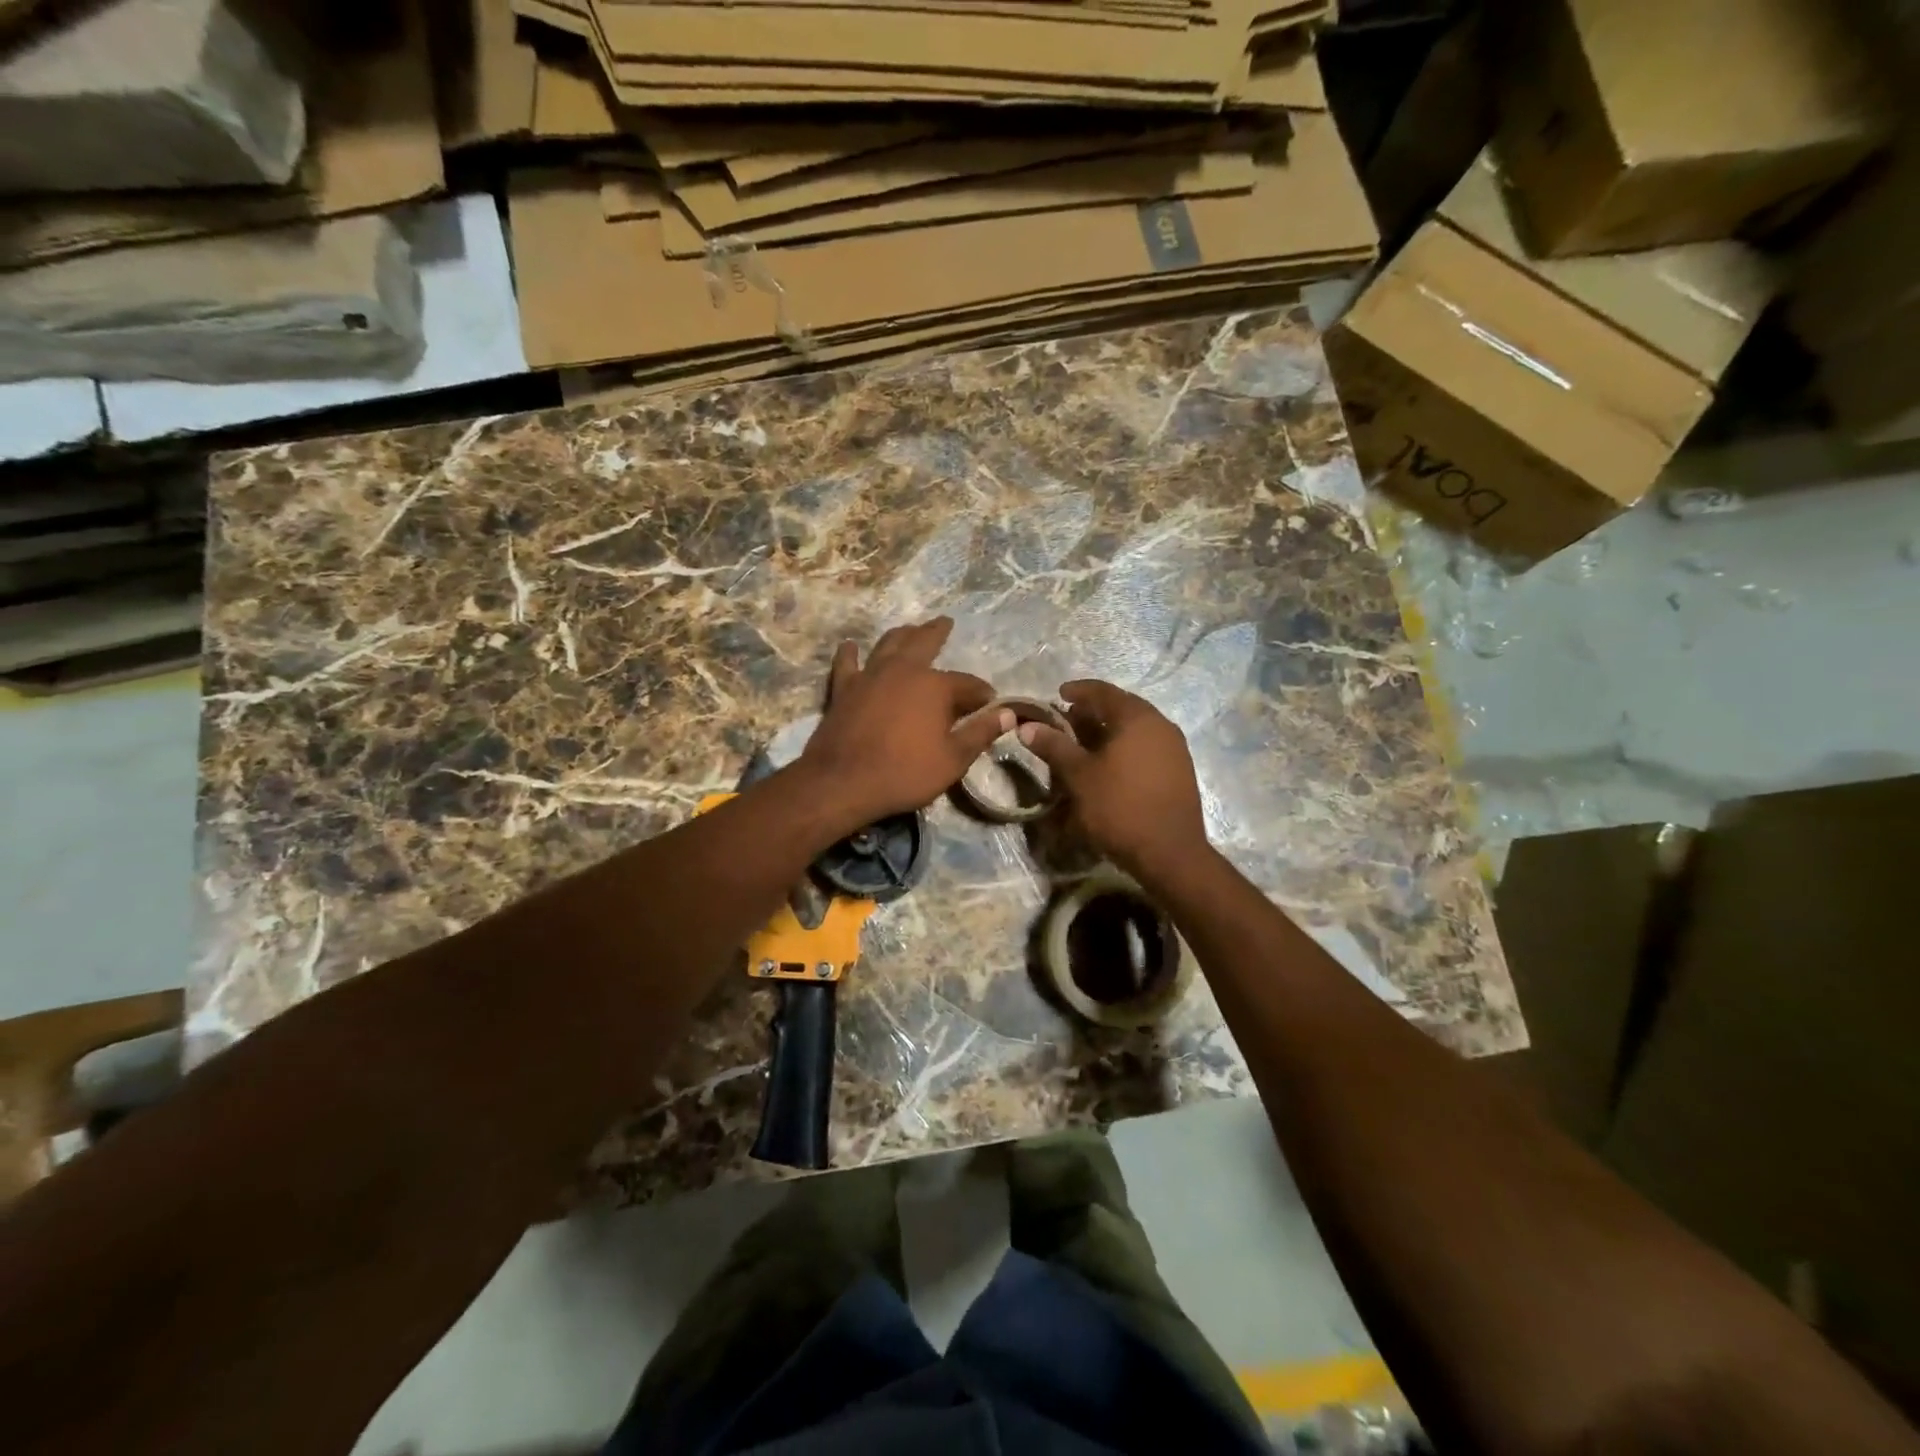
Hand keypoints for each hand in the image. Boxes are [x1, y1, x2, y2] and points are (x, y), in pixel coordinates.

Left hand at [799, 618, 1011, 829]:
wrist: (843, 782)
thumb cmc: (905, 773)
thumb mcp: (953, 759)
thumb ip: (981, 732)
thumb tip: (1009, 713)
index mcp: (935, 686)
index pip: (967, 684)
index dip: (981, 693)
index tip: (989, 701)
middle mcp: (903, 670)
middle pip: (924, 643)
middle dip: (938, 632)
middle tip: (945, 622)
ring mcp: (870, 676)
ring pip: (888, 644)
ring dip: (901, 634)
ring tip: (909, 628)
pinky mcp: (843, 689)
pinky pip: (847, 664)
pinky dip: (849, 654)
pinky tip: (850, 646)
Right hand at [1018, 680, 1210, 883]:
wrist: (1170, 853)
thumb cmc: (1119, 807)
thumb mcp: (1079, 776)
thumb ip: (1054, 746)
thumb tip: (1028, 727)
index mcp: (1137, 718)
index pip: (1104, 691)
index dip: (1079, 690)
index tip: (1059, 694)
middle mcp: (1161, 725)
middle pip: (1122, 708)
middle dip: (1093, 711)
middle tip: (1068, 720)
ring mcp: (1175, 749)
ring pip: (1135, 729)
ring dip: (1109, 731)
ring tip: (1085, 743)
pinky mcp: (1180, 771)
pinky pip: (1146, 747)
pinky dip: (1124, 747)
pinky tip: (1109, 765)